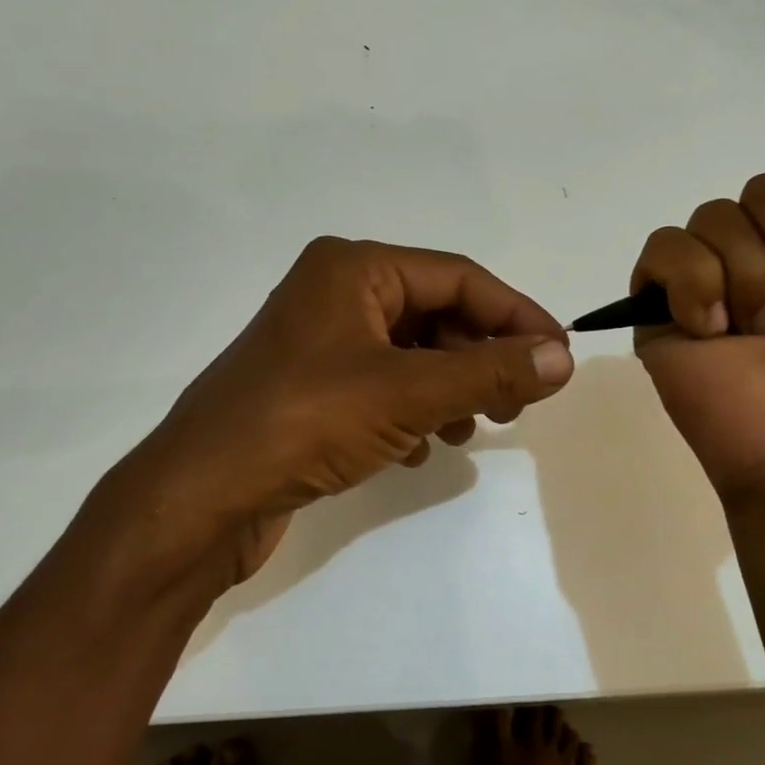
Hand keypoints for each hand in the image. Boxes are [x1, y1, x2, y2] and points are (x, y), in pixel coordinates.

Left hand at [121, 237, 572, 591]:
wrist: (201, 497)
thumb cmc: (305, 422)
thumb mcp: (408, 393)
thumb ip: (489, 372)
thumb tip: (563, 358)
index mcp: (353, 268)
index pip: (458, 277)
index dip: (515, 314)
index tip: (559, 356)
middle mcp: (334, 293)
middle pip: (435, 314)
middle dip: (480, 359)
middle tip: (515, 404)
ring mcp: (318, 344)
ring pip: (410, 355)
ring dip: (448, 390)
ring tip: (467, 431)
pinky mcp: (310, 390)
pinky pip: (381, 387)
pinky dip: (410, 413)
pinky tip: (417, 452)